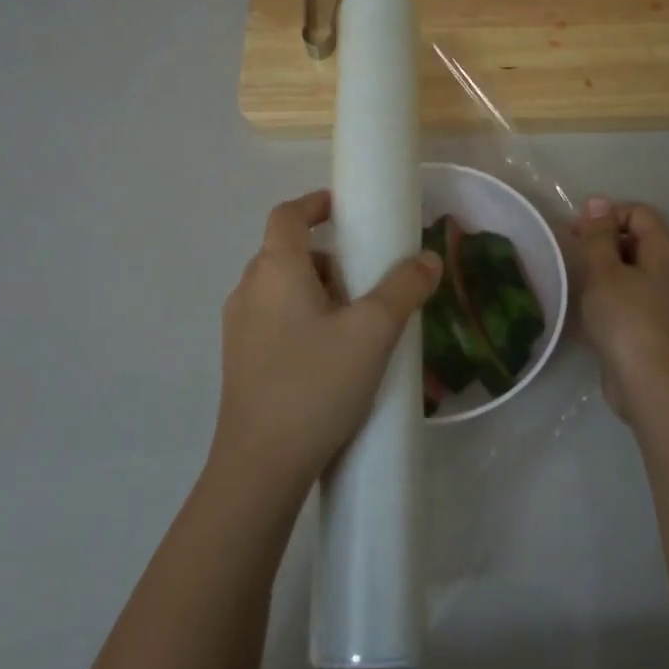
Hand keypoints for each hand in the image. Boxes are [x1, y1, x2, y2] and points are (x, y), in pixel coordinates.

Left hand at [213, 191, 441, 495]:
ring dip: (318, 291)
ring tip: (356, 324)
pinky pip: (274, 321)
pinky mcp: (241, 361)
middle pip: (287, 254)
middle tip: (367, 280)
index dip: (315, 204)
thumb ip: (405, 288)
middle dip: (329, 258)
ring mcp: (239, 329)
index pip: (287, 215)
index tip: (343, 208)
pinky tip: (332, 357)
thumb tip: (429, 259)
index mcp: (275, 270)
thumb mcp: (373, 332)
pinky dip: (303, 319)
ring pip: (281, 290)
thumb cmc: (317, 383)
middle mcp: (249, 291)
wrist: (262, 464)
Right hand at [569, 196, 668, 425]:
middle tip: (573, 257)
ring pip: (634, 269)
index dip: (606, 215)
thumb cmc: (627, 321)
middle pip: (637, 239)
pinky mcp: (658, 324)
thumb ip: (598, 236)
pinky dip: (613, 295)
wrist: (653, 386)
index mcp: (666, 250)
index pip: (637, 212)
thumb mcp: (604, 273)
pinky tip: (592, 310)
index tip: (577, 234)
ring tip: (578, 283)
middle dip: (603, 242)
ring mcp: (668, 298)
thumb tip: (598, 202)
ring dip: (605, 271)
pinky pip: (634, 295)